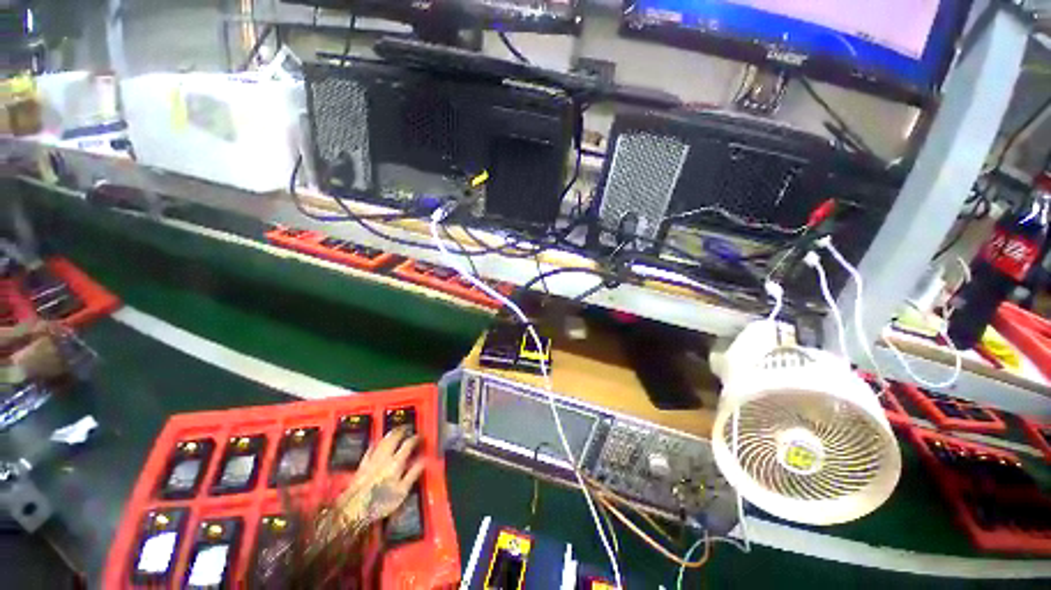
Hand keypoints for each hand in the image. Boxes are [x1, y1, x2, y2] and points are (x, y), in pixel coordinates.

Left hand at [336, 426, 423, 524]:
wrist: (354, 509)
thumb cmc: (380, 502)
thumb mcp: (402, 491)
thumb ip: (413, 474)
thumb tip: (423, 461)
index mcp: (396, 462)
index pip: (408, 444)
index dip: (416, 438)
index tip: (420, 437)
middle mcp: (384, 458)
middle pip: (394, 437)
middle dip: (401, 431)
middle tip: (407, 427)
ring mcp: (372, 460)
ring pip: (382, 441)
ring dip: (390, 434)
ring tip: (395, 431)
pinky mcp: (361, 465)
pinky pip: (369, 450)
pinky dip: (375, 444)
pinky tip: (375, 443)